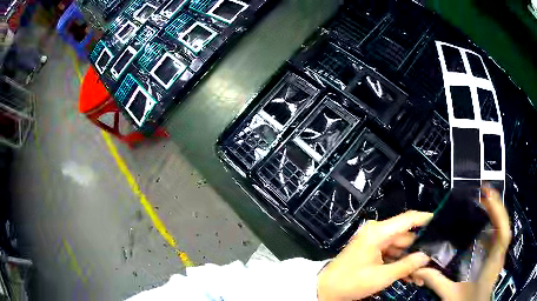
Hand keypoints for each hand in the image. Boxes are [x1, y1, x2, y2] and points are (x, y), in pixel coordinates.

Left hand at [317, 210, 432, 300]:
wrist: (325, 289)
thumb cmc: (352, 282)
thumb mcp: (382, 277)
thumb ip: (406, 265)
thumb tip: (426, 256)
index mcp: (378, 232)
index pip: (408, 219)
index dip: (425, 218)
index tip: (440, 221)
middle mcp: (377, 233)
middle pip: (405, 237)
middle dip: (418, 251)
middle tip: (431, 263)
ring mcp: (374, 242)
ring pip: (400, 248)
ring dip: (409, 261)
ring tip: (421, 275)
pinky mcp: (372, 252)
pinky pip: (391, 254)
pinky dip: (399, 264)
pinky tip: (409, 277)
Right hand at [411, 187, 511, 300]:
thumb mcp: (451, 296)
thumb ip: (437, 282)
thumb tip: (419, 269)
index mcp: (492, 262)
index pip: (503, 233)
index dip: (499, 212)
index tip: (487, 196)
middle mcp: (499, 254)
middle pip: (504, 224)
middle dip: (495, 205)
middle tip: (482, 192)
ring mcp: (499, 253)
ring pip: (502, 227)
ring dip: (495, 211)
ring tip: (483, 200)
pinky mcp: (495, 255)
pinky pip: (497, 234)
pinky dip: (493, 222)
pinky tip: (484, 221)